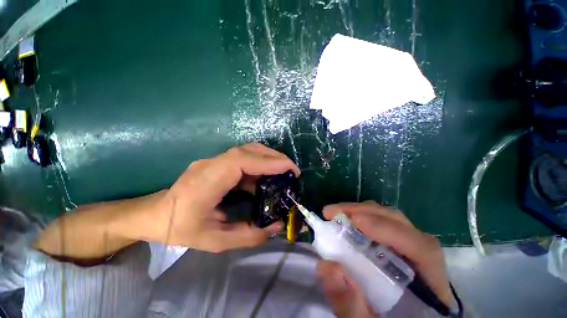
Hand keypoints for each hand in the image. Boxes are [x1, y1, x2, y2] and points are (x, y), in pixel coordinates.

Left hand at [149, 143, 299, 252]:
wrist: (154, 215)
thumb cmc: (180, 228)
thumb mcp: (215, 241)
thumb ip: (249, 235)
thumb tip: (277, 226)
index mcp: (209, 180)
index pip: (244, 160)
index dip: (270, 162)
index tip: (290, 170)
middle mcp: (212, 163)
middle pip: (249, 150)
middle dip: (275, 157)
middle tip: (292, 171)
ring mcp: (214, 160)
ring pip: (248, 151)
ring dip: (269, 158)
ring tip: (284, 172)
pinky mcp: (218, 163)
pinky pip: (244, 158)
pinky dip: (260, 164)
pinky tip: (267, 178)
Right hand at [316, 201, 453, 317]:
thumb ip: (351, 307)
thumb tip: (327, 266)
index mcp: (432, 289)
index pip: (422, 250)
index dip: (388, 230)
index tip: (354, 221)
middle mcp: (425, 264)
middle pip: (402, 225)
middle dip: (365, 213)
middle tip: (332, 212)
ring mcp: (411, 253)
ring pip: (391, 221)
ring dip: (361, 212)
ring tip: (335, 214)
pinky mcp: (398, 250)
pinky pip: (382, 225)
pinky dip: (362, 219)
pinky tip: (345, 222)